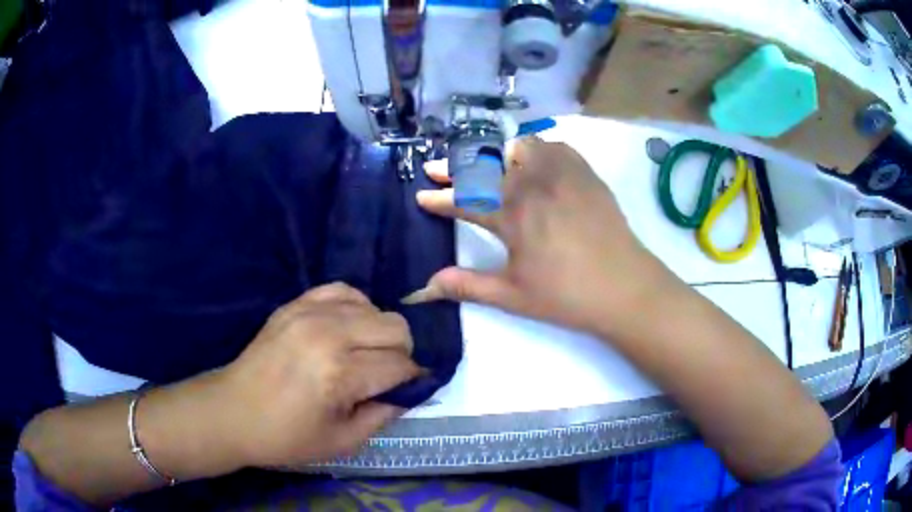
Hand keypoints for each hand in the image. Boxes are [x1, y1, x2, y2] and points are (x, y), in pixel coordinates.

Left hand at [219, 283, 420, 467]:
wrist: (232, 411)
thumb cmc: (286, 436)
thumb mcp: (342, 441)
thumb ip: (384, 415)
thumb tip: (410, 392)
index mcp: (340, 374)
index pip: (401, 365)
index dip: (413, 379)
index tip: (411, 388)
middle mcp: (329, 334)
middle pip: (395, 328)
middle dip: (402, 353)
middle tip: (387, 375)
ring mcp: (309, 313)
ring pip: (374, 307)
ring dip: (379, 332)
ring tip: (364, 353)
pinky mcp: (295, 305)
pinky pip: (342, 290)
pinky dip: (355, 307)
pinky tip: (347, 328)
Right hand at [410, 138, 672, 337]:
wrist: (626, 288)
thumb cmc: (567, 296)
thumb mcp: (513, 296)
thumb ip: (467, 286)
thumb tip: (424, 287)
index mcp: (513, 215)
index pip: (464, 200)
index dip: (439, 198)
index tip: (421, 195)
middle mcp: (534, 184)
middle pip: (485, 166)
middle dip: (454, 167)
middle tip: (436, 169)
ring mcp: (562, 174)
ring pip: (519, 146)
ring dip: (496, 153)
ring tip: (486, 166)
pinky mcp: (585, 173)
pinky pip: (554, 147)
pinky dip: (535, 150)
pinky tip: (533, 165)